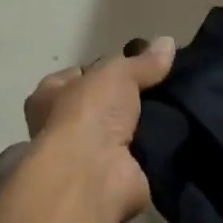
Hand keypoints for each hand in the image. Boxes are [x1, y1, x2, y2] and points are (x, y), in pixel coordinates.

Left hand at [20, 37, 174, 222]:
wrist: (93, 175)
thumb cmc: (89, 114)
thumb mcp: (117, 74)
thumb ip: (142, 62)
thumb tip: (167, 42)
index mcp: (48, 96)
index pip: (76, 75)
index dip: (104, 69)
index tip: (136, 67)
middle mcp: (59, 127)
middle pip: (98, 106)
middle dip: (124, 101)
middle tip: (161, 90)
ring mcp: (82, 158)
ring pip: (117, 134)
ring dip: (139, 129)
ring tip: (173, 112)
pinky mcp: (107, 180)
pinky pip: (134, 159)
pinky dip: (151, 153)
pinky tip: (174, 140)